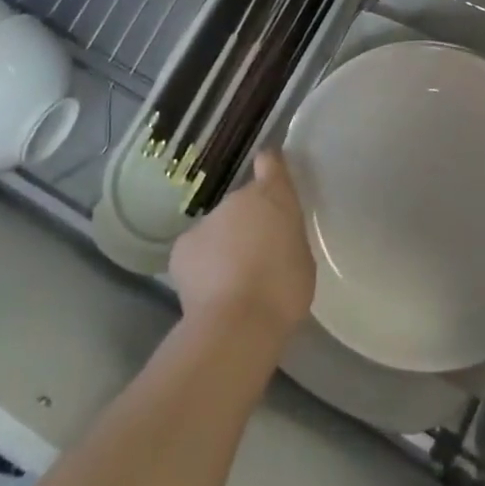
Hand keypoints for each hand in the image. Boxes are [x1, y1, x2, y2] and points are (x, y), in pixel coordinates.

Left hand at [171, 149, 316, 344]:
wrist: (237, 323)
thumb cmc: (283, 290)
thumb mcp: (302, 258)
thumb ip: (287, 237)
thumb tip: (275, 238)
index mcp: (273, 197)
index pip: (271, 162)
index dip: (270, 166)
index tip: (270, 171)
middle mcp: (238, 199)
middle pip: (243, 204)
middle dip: (249, 223)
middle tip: (258, 255)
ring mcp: (207, 220)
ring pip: (218, 228)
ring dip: (225, 245)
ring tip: (234, 281)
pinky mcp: (183, 246)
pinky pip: (197, 251)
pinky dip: (202, 265)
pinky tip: (210, 292)